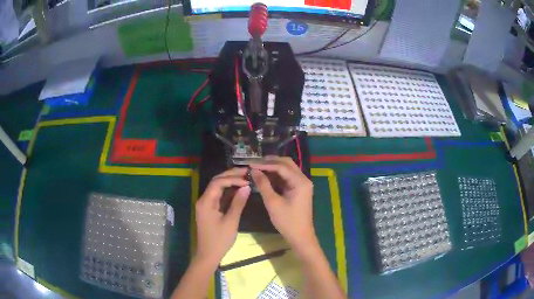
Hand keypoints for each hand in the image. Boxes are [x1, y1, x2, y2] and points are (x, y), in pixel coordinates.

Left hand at [195, 168, 250, 265]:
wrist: (208, 254)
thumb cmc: (219, 240)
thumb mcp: (231, 221)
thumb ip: (238, 203)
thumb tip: (247, 186)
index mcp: (206, 201)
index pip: (218, 182)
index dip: (233, 178)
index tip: (247, 180)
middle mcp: (204, 199)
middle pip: (216, 181)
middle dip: (231, 175)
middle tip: (247, 171)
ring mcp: (206, 204)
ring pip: (217, 187)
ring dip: (230, 181)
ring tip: (245, 177)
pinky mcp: (210, 209)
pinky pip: (219, 195)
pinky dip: (228, 191)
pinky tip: (239, 189)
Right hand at [250, 157, 316, 251]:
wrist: (300, 236)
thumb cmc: (287, 221)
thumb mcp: (272, 203)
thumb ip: (263, 184)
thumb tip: (254, 170)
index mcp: (300, 182)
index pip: (281, 166)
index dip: (265, 164)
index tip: (250, 163)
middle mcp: (303, 179)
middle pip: (286, 163)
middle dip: (270, 161)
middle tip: (254, 163)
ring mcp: (302, 184)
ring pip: (287, 169)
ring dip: (273, 167)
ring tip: (257, 167)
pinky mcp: (298, 189)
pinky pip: (287, 177)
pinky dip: (276, 175)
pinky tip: (265, 176)